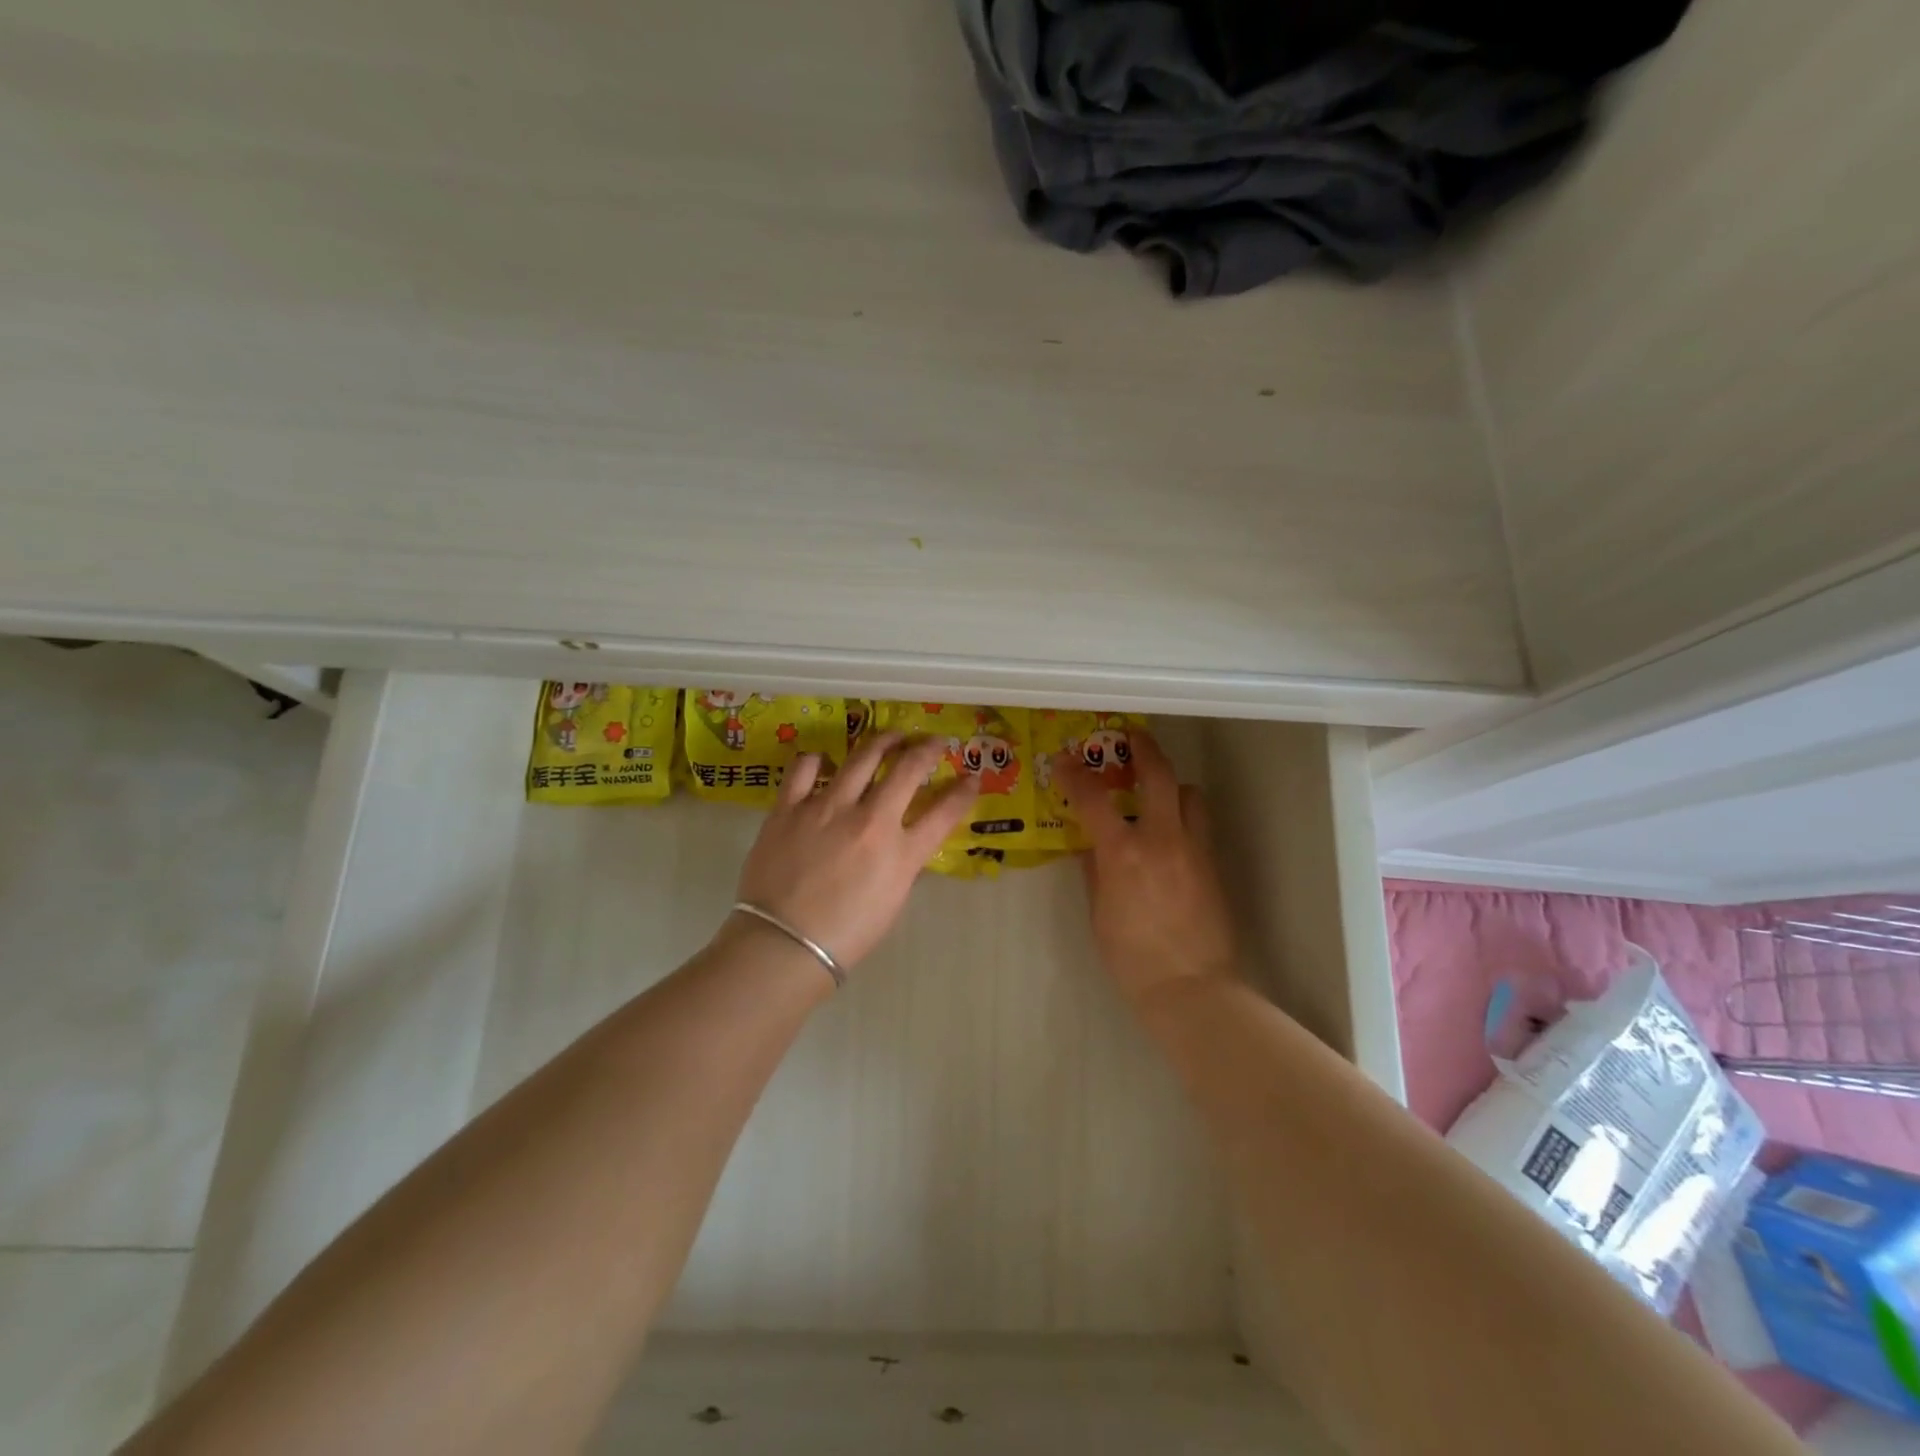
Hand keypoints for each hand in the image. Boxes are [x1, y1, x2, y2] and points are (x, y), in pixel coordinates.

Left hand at [732, 732, 978, 970]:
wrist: (783, 945)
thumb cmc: (845, 936)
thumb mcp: (892, 902)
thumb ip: (902, 864)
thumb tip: (903, 842)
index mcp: (900, 852)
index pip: (945, 812)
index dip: (964, 791)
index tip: (973, 777)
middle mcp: (870, 820)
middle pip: (908, 769)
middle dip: (927, 749)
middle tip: (933, 742)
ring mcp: (827, 808)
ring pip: (862, 757)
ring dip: (883, 742)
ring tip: (891, 737)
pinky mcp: (789, 807)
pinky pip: (804, 768)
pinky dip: (817, 760)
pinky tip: (823, 761)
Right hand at [1053, 731, 1237, 1008]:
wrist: (1191, 988)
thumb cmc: (1132, 957)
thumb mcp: (1099, 913)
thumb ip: (1096, 870)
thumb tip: (1092, 845)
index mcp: (1123, 854)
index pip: (1094, 798)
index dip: (1076, 775)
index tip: (1066, 761)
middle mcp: (1162, 840)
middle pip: (1158, 775)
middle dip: (1144, 749)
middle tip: (1132, 737)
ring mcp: (1193, 849)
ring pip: (1189, 794)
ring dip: (1171, 785)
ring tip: (1155, 793)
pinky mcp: (1212, 864)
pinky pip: (1199, 824)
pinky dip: (1183, 815)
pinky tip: (1169, 833)